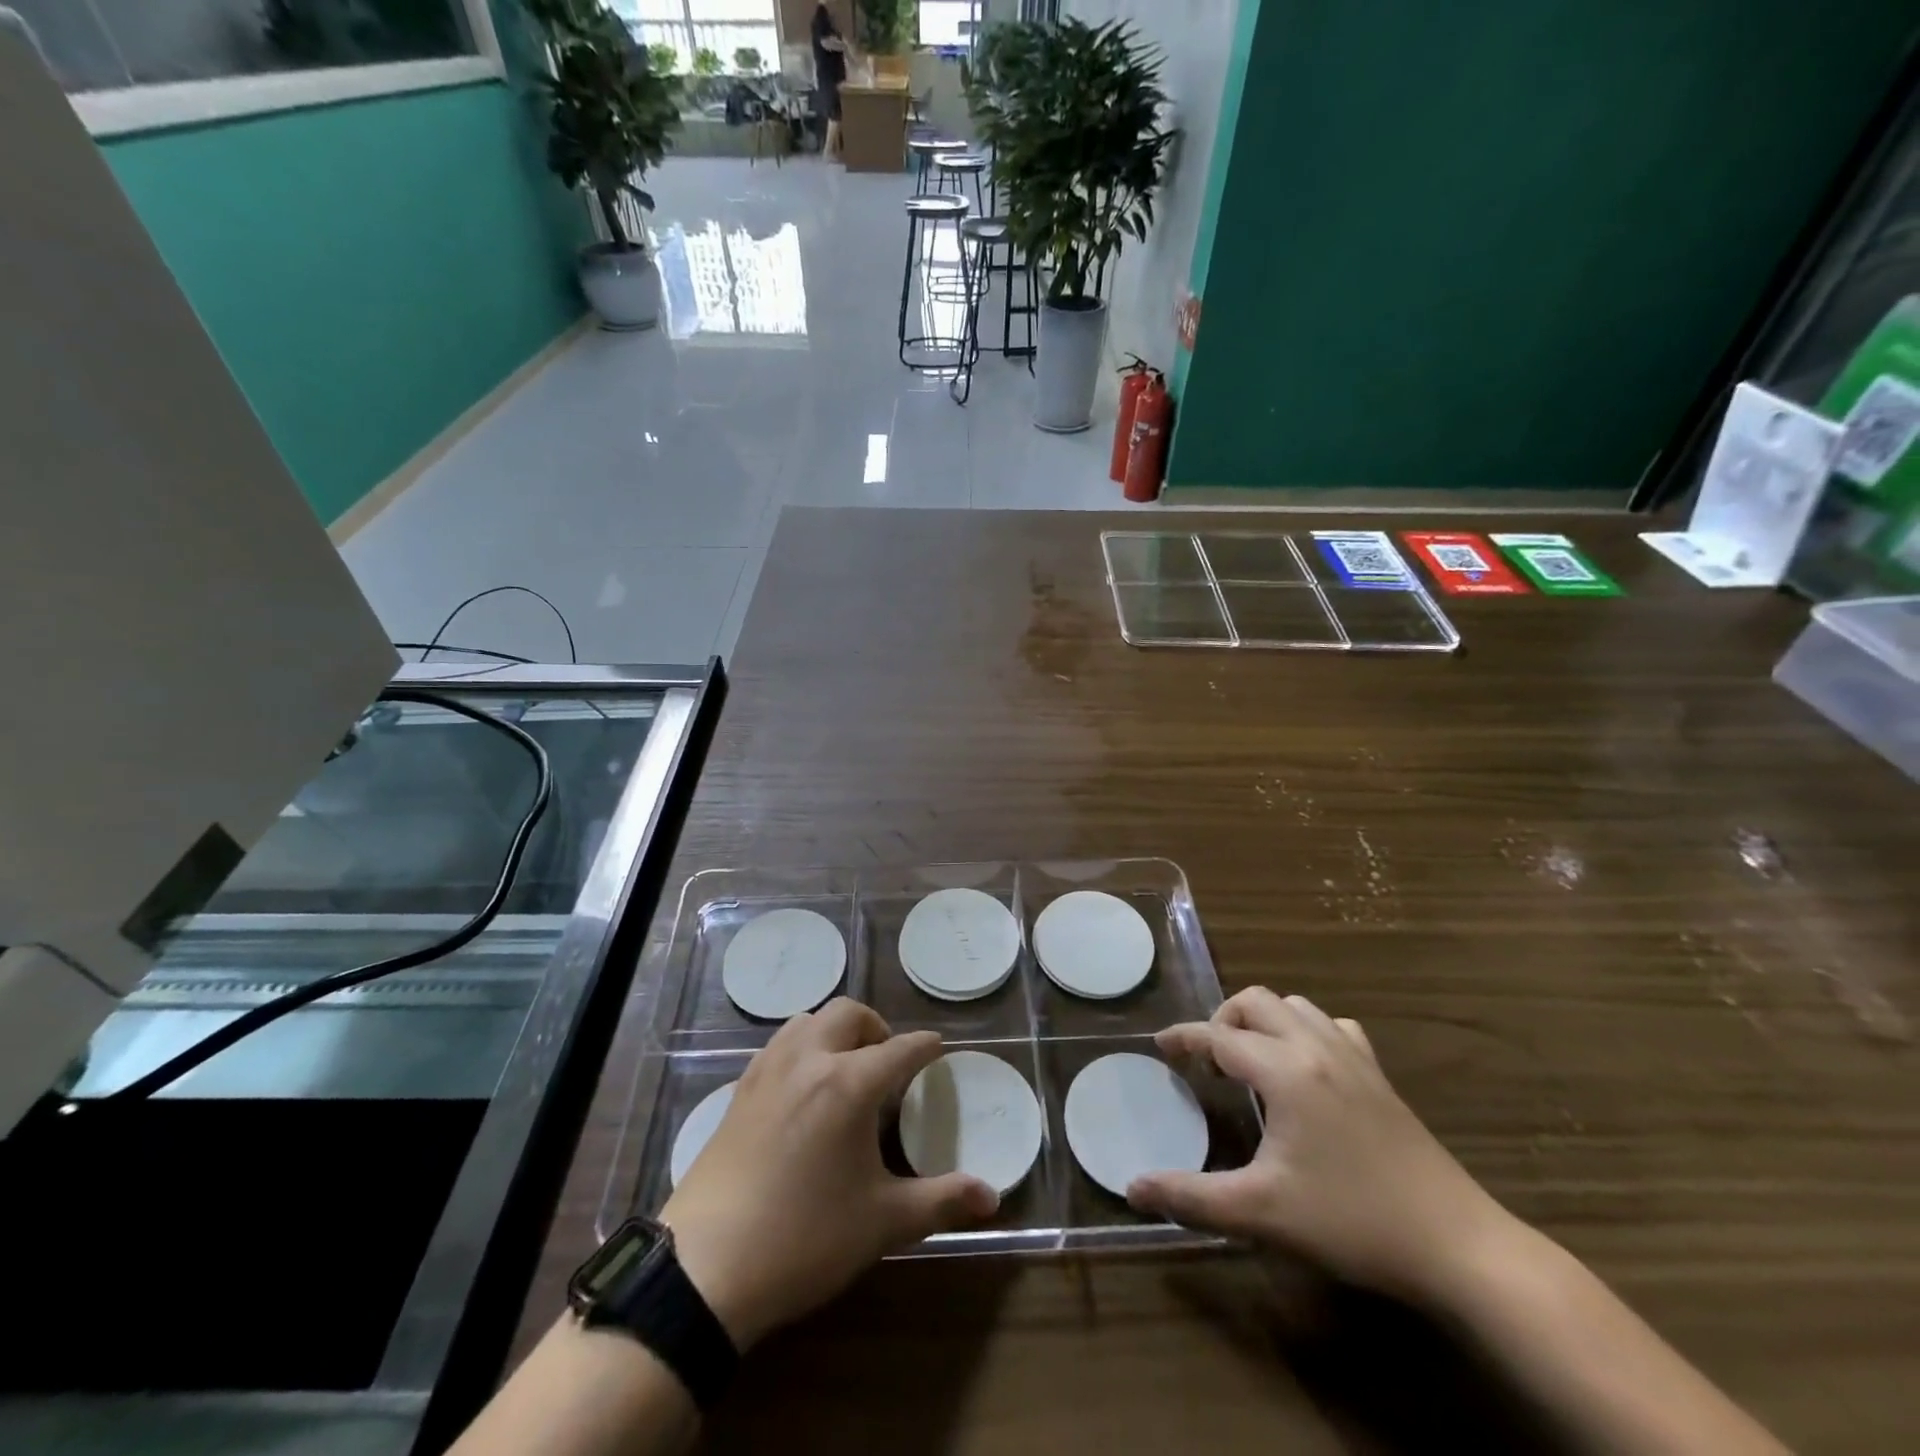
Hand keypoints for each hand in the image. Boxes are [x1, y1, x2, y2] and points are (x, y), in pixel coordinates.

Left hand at [662, 999, 997, 1348]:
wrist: (705, 1268)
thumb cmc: (805, 1238)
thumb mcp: (882, 1222)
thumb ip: (941, 1200)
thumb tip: (992, 1196)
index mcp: (849, 1083)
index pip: (900, 1048)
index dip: (925, 1046)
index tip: (937, 1048)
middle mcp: (809, 1060)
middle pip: (848, 1014)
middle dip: (876, 1027)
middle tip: (887, 1061)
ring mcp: (768, 1071)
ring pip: (807, 1020)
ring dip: (834, 1031)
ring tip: (845, 1067)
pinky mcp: (739, 1090)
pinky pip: (778, 1045)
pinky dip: (801, 1048)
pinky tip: (802, 1089)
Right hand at [1128, 989, 1515, 1301]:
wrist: (1457, 1246)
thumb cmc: (1351, 1222)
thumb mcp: (1261, 1215)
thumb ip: (1191, 1198)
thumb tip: (1133, 1189)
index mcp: (1285, 1070)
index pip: (1218, 1036)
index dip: (1183, 1037)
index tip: (1160, 1046)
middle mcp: (1316, 1048)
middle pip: (1256, 1001)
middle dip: (1223, 1019)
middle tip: (1208, 1060)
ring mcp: (1354, 1058)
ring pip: (1296, 1006)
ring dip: (1264, 1020)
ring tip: (1251, 1060)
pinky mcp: (1380, 1076)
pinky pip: (1334, 1027)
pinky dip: (1307, 1031)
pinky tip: (1307, 1068)